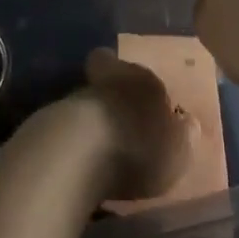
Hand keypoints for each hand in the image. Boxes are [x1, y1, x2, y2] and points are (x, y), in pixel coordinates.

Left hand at [69, 49, 196, 203]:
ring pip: (86, 103)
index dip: (139, 85)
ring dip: (91, 123)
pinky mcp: (49, 120)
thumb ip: (185, 138)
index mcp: (145, 80)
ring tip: (98, 152)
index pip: (141, 73)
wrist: (76, 153)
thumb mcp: (177, 152)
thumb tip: (190, 124)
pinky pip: (66, 127)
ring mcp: (75, 97)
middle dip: (112, 98)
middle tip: (119, 125)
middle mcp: (109, 79)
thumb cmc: (138, 148)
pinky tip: (78, 164)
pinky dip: (72, 142)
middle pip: (109, 80)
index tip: (142, 104)